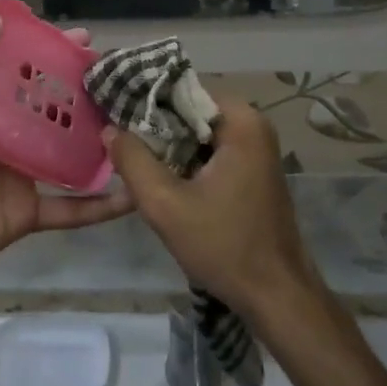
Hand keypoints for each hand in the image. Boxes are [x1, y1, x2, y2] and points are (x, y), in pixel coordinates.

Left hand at [0, 15, 131, 305]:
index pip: (7, 59)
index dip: (38, 42)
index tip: (75, 34)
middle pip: (43, 96)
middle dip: (77, 80)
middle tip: (113, 69)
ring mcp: (13, 170)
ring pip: (66, 143)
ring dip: (98, 130)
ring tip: (135, 111)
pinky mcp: (26, 210)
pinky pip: (72, 205)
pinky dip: (103, 201)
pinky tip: (137, 189)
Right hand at [104, 96, 318, 314]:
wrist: (276, 296)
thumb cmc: (224, 246)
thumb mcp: (166, 205)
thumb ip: (133, 161)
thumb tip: (109, 129)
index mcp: (241, 122)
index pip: (181, 89)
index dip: (144, 100)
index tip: (112, 112)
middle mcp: (253, 126)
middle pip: (189, 111)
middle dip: (154, 125)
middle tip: (116, 138)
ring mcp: (255, 150)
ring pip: (197, 134)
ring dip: (167, 146)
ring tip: (128, 156)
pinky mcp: (251, 172)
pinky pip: (209, 152)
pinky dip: (184, 161)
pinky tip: (157, 178)